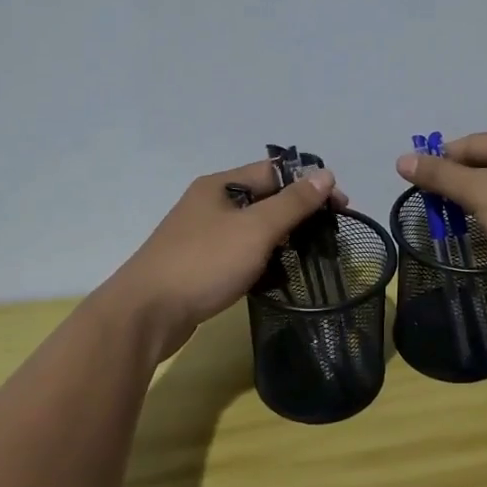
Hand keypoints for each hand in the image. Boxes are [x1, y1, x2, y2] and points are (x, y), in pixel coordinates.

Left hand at [103, 160, 347, 361]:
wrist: (146, 314)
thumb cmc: (204, 264)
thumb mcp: (256, 229)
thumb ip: (293, 203)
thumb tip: (325, 174)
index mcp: (221, 186)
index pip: (275, 172)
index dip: (310, 185)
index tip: (341, 208)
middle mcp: (210, 204)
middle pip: (265, 199)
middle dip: (299, 214)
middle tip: (329, 237)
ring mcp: (202, 236)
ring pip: (253, 229)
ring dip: (282, 240)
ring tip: (310, 258)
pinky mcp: (199, 265)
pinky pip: (240, 254)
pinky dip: (262, 260)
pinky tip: (277, 277)